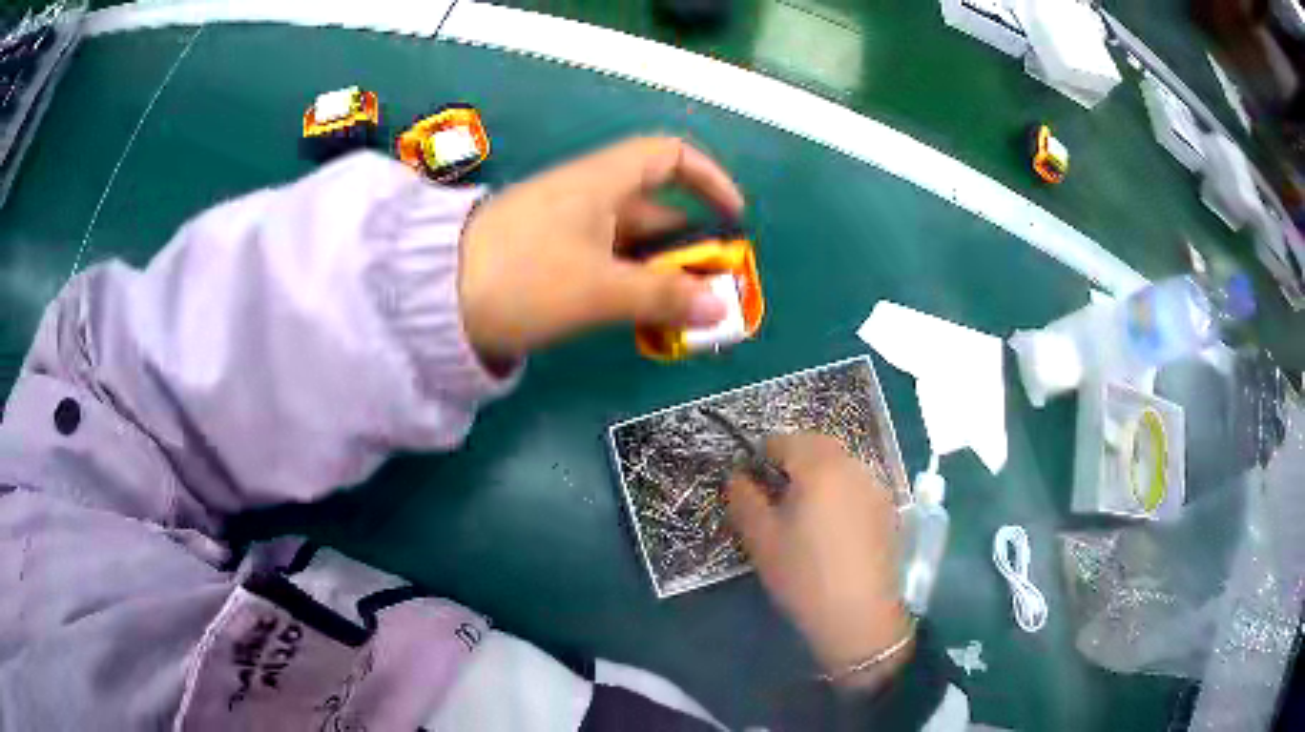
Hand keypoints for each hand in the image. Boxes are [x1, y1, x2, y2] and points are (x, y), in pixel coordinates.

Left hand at [457, 137, 744, 360]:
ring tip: (686, 315)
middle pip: (656, 208)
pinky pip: (606, 262)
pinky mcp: (548, 256)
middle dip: (691, 246)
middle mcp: (588, 196)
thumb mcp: (599, 288)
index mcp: (602, 182)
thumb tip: (718, 307)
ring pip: (631, 242)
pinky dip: (631, 285)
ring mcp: (566, 227)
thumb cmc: (523, 277)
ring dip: (662, 273)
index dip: (708, 178)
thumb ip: (662, 296)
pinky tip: (643, 318)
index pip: (668, 155)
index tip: (733, 217)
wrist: (436, 299)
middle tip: (714, 291)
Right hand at [726, 433, 911, 688]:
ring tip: (802, 510)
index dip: (761, 455)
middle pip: (817, 445)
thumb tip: (737, 476)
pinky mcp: (887, 509)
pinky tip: (831, 525)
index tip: (749, 481)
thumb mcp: (761, 539)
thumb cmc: (803, 576)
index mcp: (819, 468)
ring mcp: (875, 487)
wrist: (859, 615)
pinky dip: (839, 489)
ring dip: (818, 472)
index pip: (785, 441)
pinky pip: (857, 483)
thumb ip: (744, 499)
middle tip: (773, 492)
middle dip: (793, 458)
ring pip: (841, 463)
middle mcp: (852, 467)